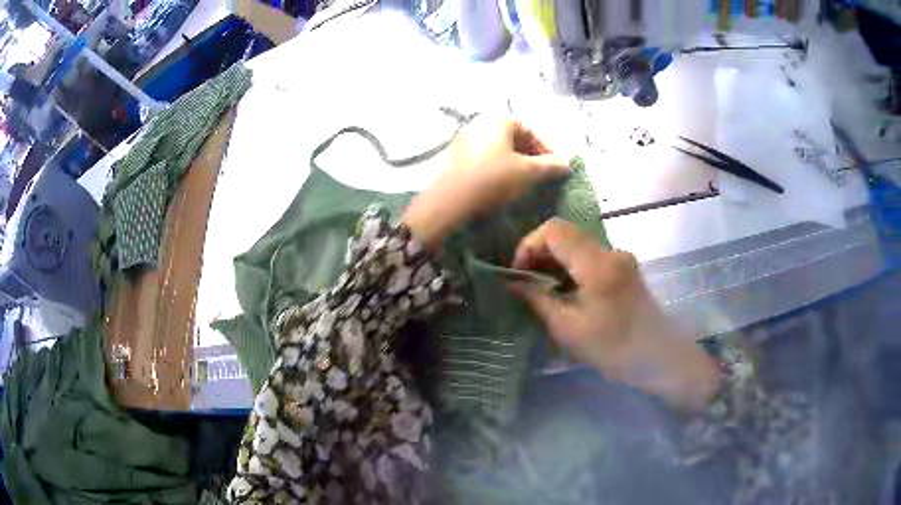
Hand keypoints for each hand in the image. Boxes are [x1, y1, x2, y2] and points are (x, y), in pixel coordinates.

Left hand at [402, 118, 569, 247]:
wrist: (450, 200)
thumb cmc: (493, 179)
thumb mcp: (527, 173)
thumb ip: (550, 166)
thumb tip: (567, 163)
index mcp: (498, 121)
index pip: (529, 129)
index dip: (545, 148)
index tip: (555, 166)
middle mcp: (480, 124)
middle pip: (513, 137)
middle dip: (530, 155)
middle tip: (541, 174)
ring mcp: (464, 139)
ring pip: (498, 148)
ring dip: (514, 162)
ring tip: (523, 181)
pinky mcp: (454, 157)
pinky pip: (483, 157)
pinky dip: (497, 167)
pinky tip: (501, 185)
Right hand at [509, 218, 719, 411]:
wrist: (659, 357)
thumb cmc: (613, 348)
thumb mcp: (568, 329)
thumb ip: (538, 299)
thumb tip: (512, 282)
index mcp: (597, 264)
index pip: (554, 230)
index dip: (529, 245)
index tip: (518, 272)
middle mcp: (610, 251)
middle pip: (566, 233)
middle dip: (540, 252)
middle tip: (526, 282)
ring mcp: (620, 257)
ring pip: (577, 244)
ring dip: (555, 260)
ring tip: (543, 289)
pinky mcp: (625, 267)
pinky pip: (590, 256)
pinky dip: (571, 266)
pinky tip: (566, 291)